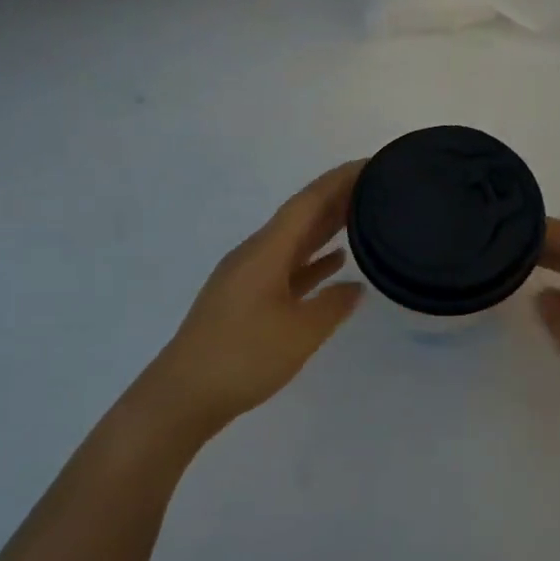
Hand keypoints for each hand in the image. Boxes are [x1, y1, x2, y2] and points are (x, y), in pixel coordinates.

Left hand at [145, 161, 366, 439]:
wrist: (183, 396)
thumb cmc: (244, 358)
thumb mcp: (299, 333)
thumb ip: (332, 305)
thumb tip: (355, 287)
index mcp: (266, 251)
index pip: (308, 202)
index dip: (339, 180)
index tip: (371, 164)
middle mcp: (255, 254)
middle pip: (300, 216)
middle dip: (336, 198)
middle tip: (376, 186)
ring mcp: (247, 276)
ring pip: (294, 241)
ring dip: (325, 227)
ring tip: (362, 216)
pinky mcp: (244, 299)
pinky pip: (286, 267)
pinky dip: (311, 261)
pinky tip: (334, 265)